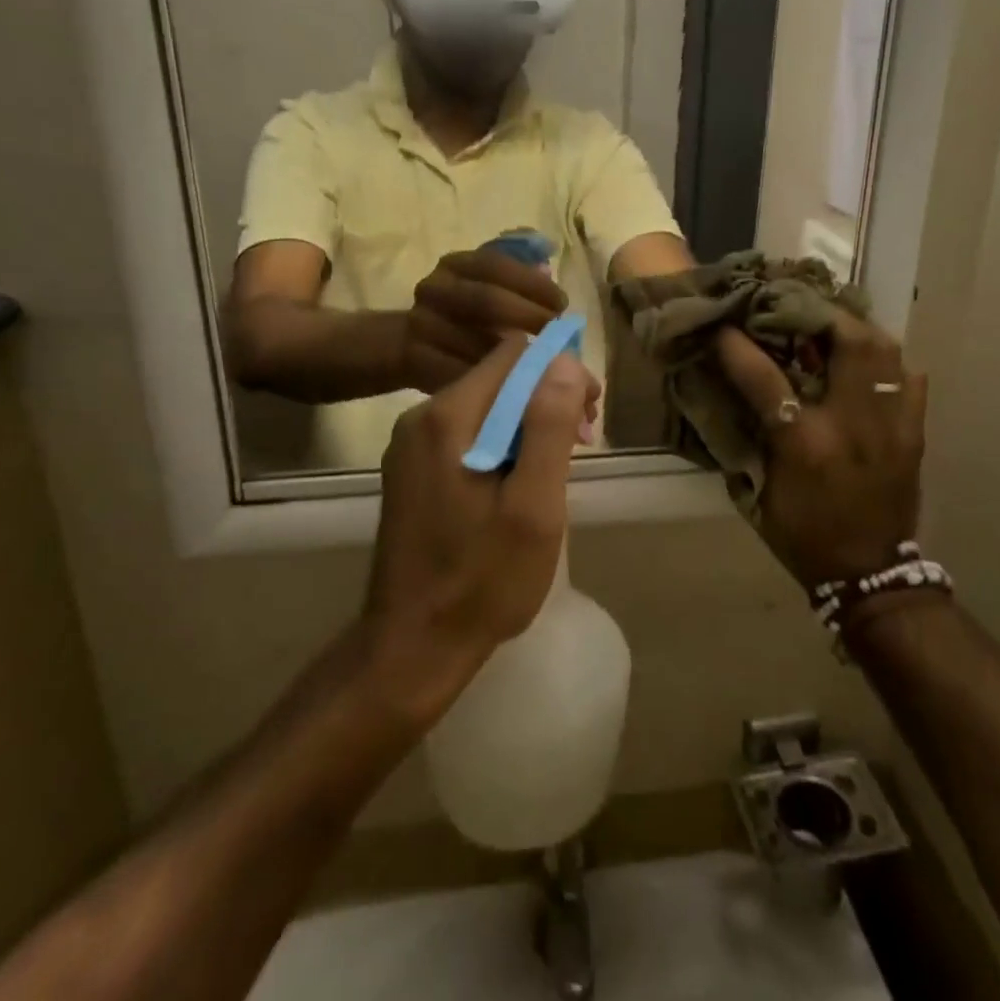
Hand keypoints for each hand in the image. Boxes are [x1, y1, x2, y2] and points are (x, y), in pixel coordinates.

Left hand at [363, 335, 597, 722]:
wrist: (411, 647)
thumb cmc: (482, 581)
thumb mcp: (532, 507)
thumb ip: (547, 427)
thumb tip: (562, 360)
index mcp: (448, 416)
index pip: (514, 353)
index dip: (560, 370)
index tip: (589, 412)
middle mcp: (421, 416)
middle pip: (498, 376)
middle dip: (547, 396)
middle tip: (583, 440)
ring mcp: (411, 444)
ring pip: (485, 404)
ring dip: (528, 422)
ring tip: (558, 465)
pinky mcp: (411, 469)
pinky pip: (466, 431)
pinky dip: (501, 441)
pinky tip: (521, 480)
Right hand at [400, 250, 568, 393]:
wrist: (411, 342)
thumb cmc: (467, 314)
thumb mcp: (490, 286)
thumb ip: (521, 279)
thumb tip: (549, 272)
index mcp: (457, 264)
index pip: (498, 265)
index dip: (534, 285)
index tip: (562, 306)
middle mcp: (434, 288)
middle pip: (486, 300)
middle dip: (528, 318)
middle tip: (556, 337)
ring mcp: (420, 323)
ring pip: (473, 341)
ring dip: (512, 356)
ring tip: (542, 364)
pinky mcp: (412, 357)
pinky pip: (456, 372)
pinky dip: (488, 382)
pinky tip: (512, 387)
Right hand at [716, 315, 926, 588]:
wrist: (870, 576)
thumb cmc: (804, 536)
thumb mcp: (761, 492)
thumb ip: (750, 438)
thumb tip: (733, 392)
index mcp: (805, 445)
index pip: (766, 379)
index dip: (739, 347)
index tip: (724, 327)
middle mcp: (852, 425)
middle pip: (850, 343)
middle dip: (821, 315)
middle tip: (797, 307)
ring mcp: (891, 427)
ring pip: (886, 353)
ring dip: (856, 331)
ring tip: (832, 326)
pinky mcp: (915, 435)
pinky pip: (911, 381)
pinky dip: (890, 363)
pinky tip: (870, 364)